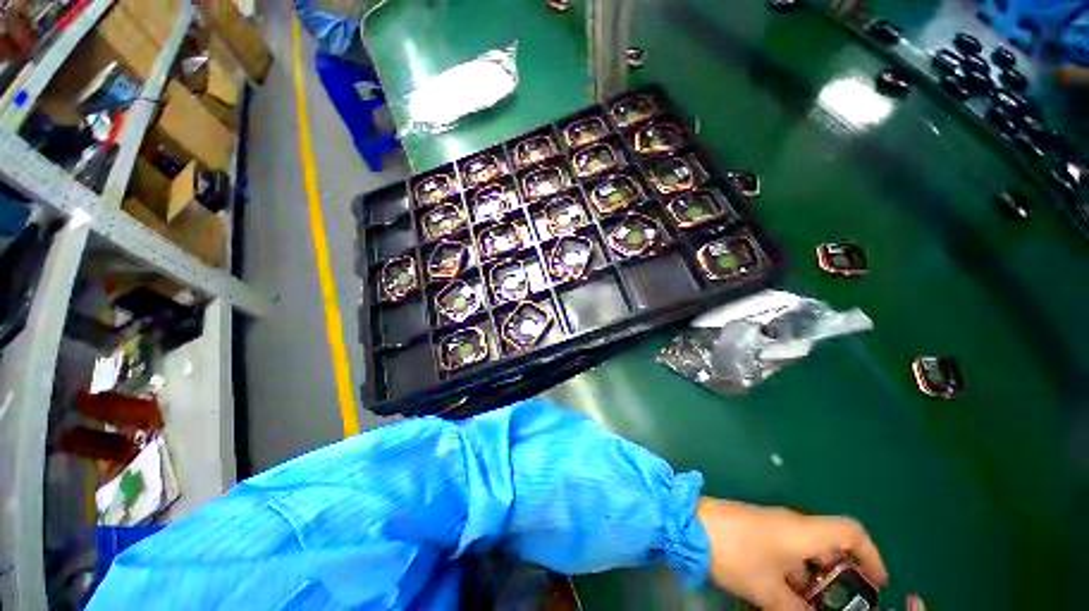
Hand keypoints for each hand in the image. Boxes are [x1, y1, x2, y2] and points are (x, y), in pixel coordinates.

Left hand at [696, 498, 887, 609]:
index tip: (878, 583)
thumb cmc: (735, 553)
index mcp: (803, 531)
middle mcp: (791, 524)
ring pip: (804, 554)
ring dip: (811, 582)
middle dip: (838, 579)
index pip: (850, 531)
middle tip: (838, 609)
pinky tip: (782, 600)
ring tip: (807, 609)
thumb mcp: (768, 590)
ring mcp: (770, 526)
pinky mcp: (754, 530)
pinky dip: (791, 576)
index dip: (871, 554)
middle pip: (829, 546)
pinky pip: (784, 554)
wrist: (688, 524)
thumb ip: (796, 610)